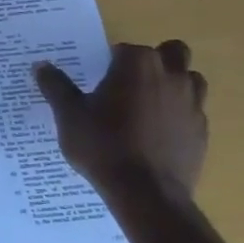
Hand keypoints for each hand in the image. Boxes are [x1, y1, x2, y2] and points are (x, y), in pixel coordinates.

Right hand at [35, 41, 208, 196]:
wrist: (145, 193)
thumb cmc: (103, 145)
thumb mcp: (69, 115)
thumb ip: (56, 86)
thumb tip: (41, 66)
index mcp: (137, 64)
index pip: (125, 49)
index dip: (110, 61)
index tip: (98, 78)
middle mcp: (171, 76)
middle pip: (171, 52)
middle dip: (155, 60)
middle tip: (129, 83)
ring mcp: (193, 104)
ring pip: (191, 80)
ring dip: (173, 84)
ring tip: (147, 106)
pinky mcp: (202, 131)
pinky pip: (193, 112)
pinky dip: (178, 115)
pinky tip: (157, 135)